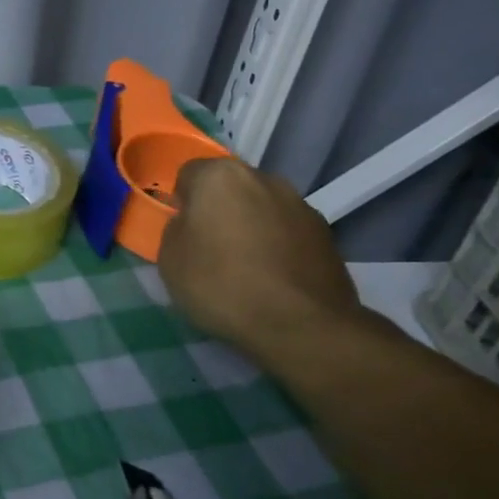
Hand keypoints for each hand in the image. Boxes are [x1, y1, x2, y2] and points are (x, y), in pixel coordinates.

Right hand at [157, 156, 362, 356]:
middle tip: (211, 248)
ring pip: (262, 208)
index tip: (183, 231)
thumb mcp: (170, 259)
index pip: (189, 174)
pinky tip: (273, 278)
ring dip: (252, 226)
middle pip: (230, 188)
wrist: (302, 325)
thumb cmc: (221, 284)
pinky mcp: (327, 234)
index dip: (182, 202)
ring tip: (247, 267)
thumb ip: (177, 229)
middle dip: (220, 209)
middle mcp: (264, 179)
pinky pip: (288, 231)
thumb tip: (193, 225)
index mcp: (220, 176)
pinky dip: (278, 245)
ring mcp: (300, 204)